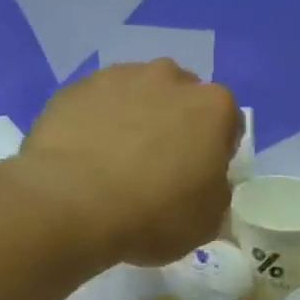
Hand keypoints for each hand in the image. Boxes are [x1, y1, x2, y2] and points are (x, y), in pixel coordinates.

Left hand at [17, 60, 241, 265]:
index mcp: (213, 107)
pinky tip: (84, 158)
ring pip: (136, 96)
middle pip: (181, 100)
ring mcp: (118, 78)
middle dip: (174, 126)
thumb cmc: (154, 214)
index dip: (215, 152)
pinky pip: (95, 106)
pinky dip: (95, 124)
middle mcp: (169, 78)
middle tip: (158, 168)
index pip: (227, 124)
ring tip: (115, 162)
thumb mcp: (208, 221)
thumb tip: (206, 184)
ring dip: (134, 119)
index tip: (198, 178)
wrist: (71, 203)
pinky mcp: (75, 88)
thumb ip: (216, 192)